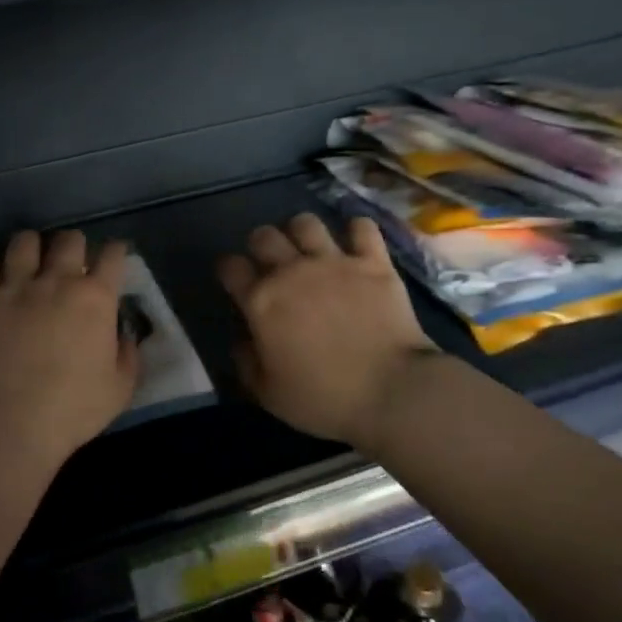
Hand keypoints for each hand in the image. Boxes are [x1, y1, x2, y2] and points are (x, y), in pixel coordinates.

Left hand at [0, 230, 139, 462]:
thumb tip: (123, 335)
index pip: (113, 254)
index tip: (112, 259)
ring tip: (28, 264)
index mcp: (96, 297)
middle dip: (73, 246)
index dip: (115, 252)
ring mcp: (15, 284)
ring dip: (31, 248)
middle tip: (70, 265)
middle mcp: (57, 280)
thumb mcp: (120, 389)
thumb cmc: (72, 408)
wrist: (9, 419)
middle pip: (69, 238)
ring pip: (24, 240)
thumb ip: (127, 355)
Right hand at [218, 213, 445, 450]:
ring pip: (306, 222)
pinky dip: (357, 230)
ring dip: (301, 231)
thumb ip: (247, 364)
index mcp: (261, 302)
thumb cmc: (325, 399)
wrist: (392, 393)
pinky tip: (356, 242)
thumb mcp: (270, 395)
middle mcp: (292, 271)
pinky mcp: (374, 262)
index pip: (230, 267)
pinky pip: (362, 227)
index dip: (229, 270)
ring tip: (309, 248)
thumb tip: (241, 342)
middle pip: (264, 235)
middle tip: (271, 262)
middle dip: (261, 244)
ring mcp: (334, 262)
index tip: (235, 280)